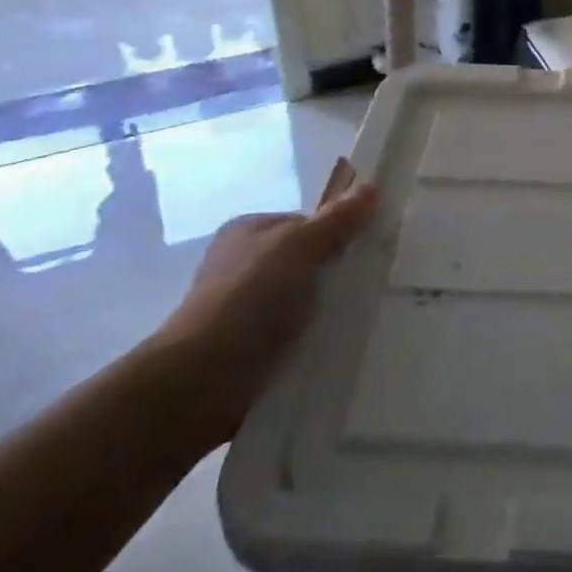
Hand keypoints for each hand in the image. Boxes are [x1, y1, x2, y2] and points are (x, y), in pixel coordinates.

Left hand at [146, 158, 378, 453]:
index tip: (369, 251)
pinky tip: (337, 350)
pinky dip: (313, 343)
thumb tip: (371, 187)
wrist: (199, 384)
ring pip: (302, 303)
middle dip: (336, 275)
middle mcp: (242, 266)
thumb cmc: (249, 300)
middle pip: (307, 262)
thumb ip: (337, 219)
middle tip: (373, 288)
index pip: (307, 223)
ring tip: (364, 323)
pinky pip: (294, 338)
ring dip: (327, 313)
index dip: (338, 233)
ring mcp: (242, 311)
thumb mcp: (300, 247)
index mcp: (248, 232)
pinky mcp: (247, 353)